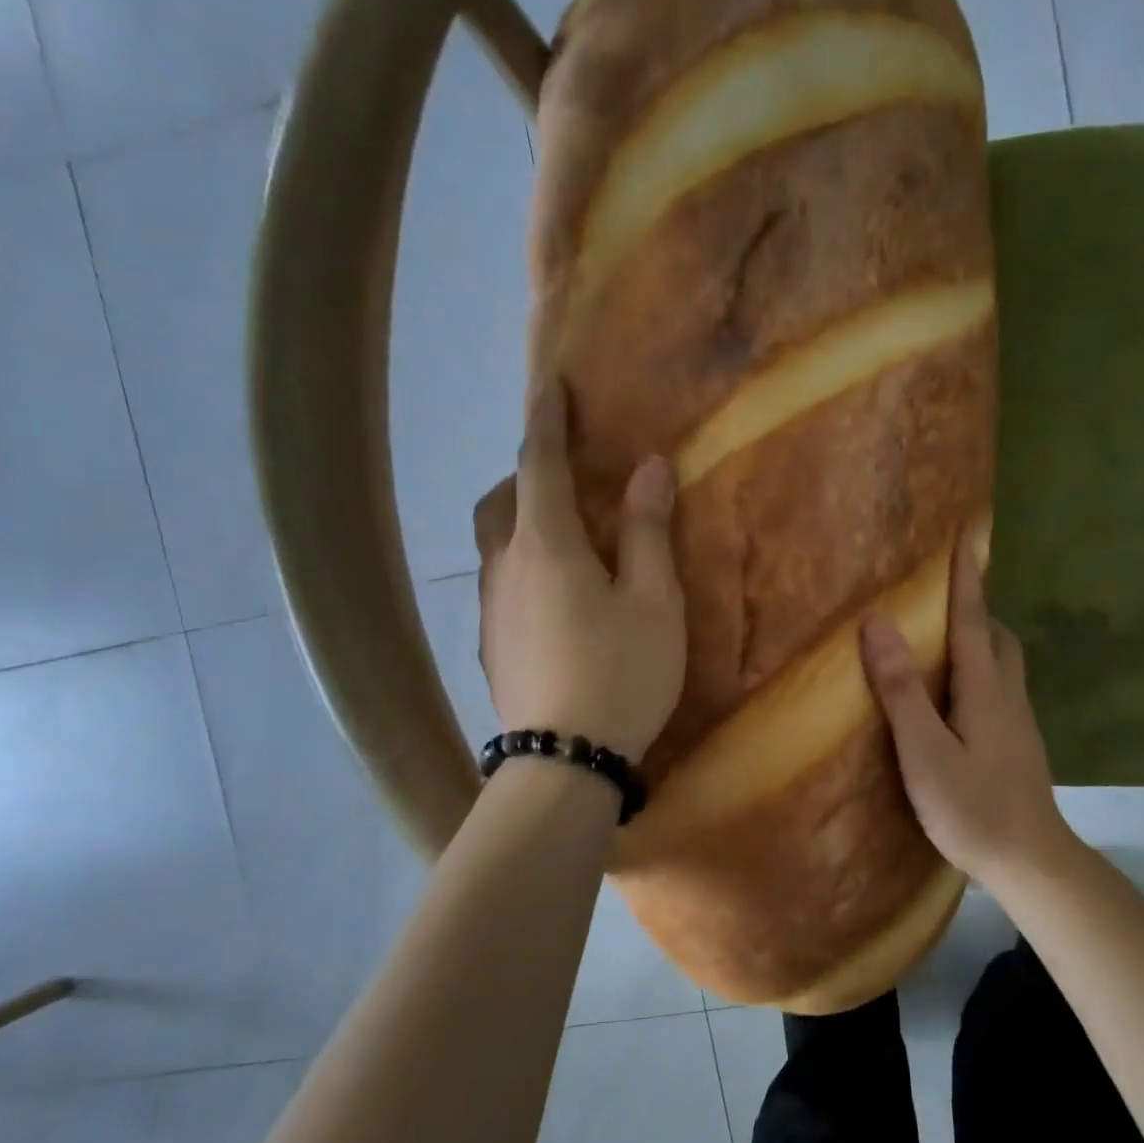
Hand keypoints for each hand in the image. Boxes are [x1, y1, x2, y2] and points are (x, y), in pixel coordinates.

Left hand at [472, 381, 685, 762]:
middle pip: (500, 501)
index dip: (546, 419)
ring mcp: (490, 611)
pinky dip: (521, 568)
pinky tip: (553, 601)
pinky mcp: (490, 646)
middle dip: (525, 475)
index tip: (549, 383)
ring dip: (520, 523)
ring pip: (494, 545)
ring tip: (563, 540)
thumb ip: (646, 532)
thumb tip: (648, 468)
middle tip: (564, 479)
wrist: (565, 759)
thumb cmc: (621, 672)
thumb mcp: (653, 601)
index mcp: (546, 545)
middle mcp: (505, 567)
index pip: (539, 463)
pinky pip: (499, 585)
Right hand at [859, 531, 1075, 889]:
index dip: (965, 576)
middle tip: (942, 595)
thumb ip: (902, 690)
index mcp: (986, 689)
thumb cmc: (973, 807)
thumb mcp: (926, 751)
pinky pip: (998, 688)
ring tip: (942, 639)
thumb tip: (878, 624)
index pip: (973, 619)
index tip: (967, 531)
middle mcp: (1008, 695)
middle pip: (996, 636)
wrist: (1030, 861)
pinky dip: (978, 671)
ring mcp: (1018, 722)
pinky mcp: (1017, 744)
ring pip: (1001, 663)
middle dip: (974, 606)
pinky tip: (956, 695)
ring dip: (978, 638)